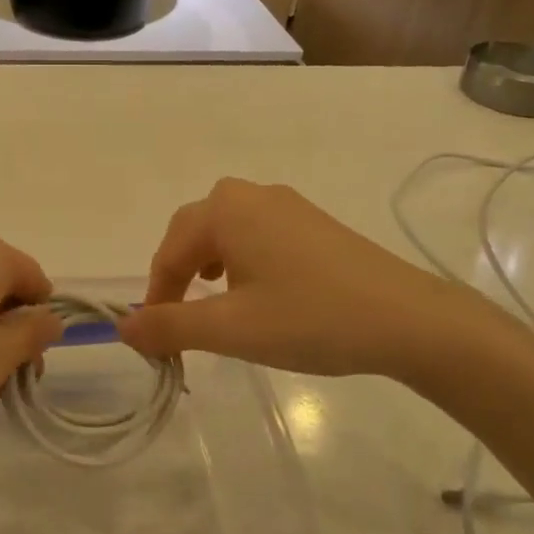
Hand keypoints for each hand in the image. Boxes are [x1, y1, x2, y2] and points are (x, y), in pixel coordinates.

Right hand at [117, 178, 508, 385]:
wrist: (410, 320)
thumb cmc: (310, 319)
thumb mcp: (230, 329)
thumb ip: (169, 326)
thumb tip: (123, 327)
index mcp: (225, 209)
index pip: (169, 251)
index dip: (156, 295)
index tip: (154, 338)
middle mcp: (251, 195)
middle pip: (194, 231)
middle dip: (178, 275)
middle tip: (179, 318)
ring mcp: (287, 205)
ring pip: (226, 230)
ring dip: (208, 265)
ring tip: (213, 302)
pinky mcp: (313, 222)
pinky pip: (257, 233)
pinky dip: (241, 260)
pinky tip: (257, 290)